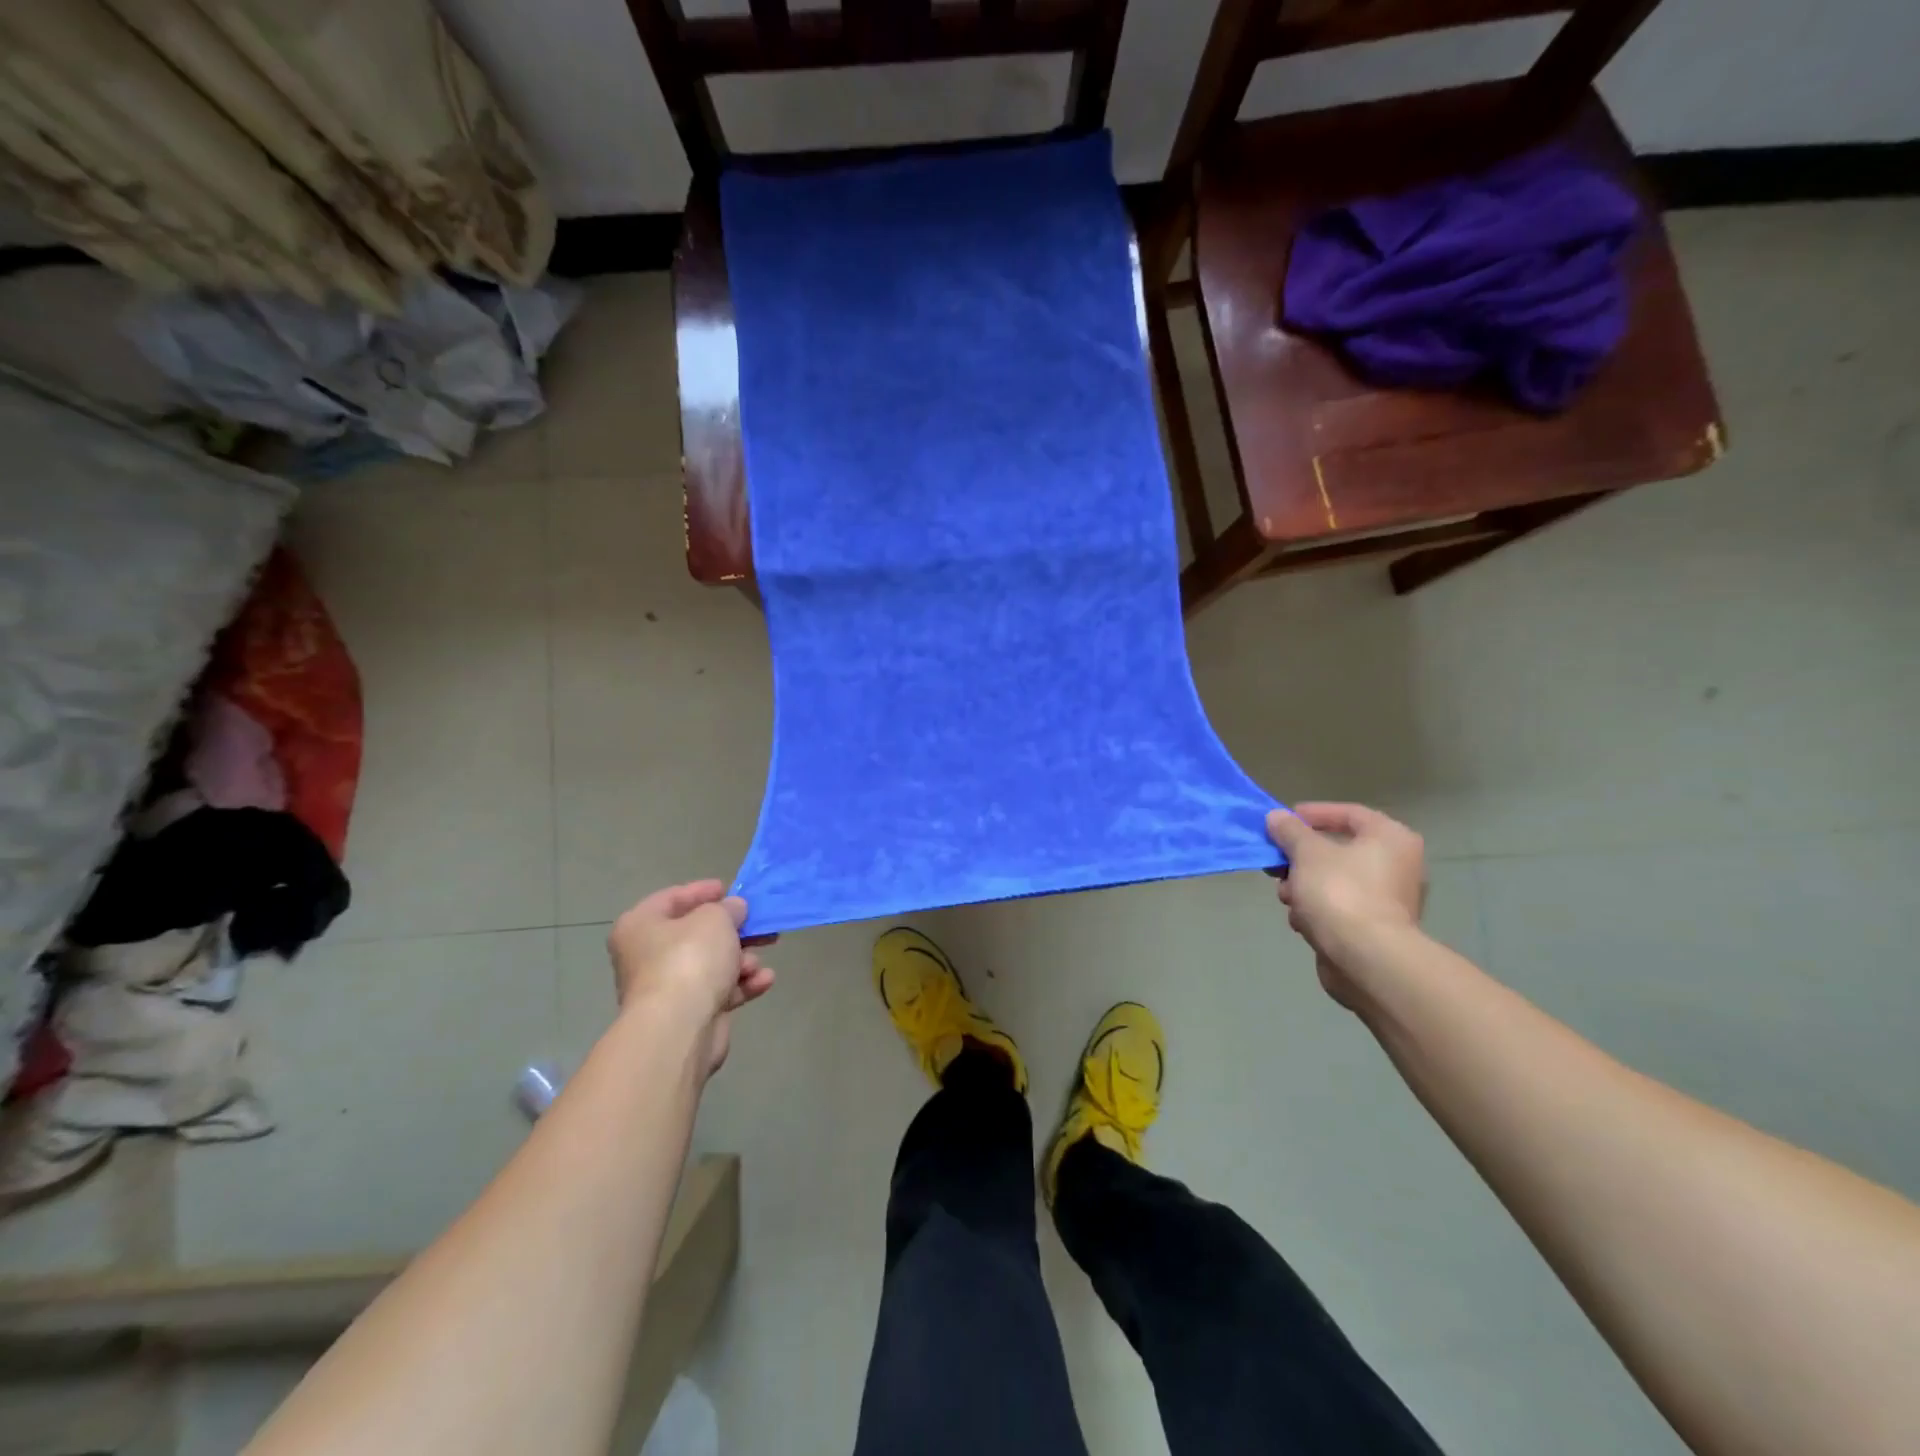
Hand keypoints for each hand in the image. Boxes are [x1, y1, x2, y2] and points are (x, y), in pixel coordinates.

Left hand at [607, 880, 775, 1076]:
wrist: (678, 1029)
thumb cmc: (690, 960)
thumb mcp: (715, 919)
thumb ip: (728, 908)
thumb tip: (733, 909)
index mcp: (641, 926)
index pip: (672, 898)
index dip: (702, 892)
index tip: (730, 890)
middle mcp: (647, 956)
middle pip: (696, 934)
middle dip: (733, 931)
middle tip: (760, 925)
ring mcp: (667, 988)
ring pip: (711, 964)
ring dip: (741, 960)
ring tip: (757, 962)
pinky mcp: (688, 1014)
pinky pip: (719, 991)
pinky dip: (742, 985)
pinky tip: (764, 981)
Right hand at [1266, 803, 1426, 1008]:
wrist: (1366, 959)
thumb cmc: (1340, 892)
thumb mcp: (1306, 852)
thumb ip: (1290, 830)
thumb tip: (1277, 816)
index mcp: (1390, 838)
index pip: (1349, 813)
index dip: (1312, 814)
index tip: (1282, 822)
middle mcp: (1397, 865)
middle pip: (1337, 850)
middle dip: (1300, 858)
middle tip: (1277, 863)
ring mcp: (1388, 899)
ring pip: (1333, 880)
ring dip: (1303, 886)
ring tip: (1286, 896)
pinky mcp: (1375, 928)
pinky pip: (1338, 907)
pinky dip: (1317, 909)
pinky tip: (1302, 920)